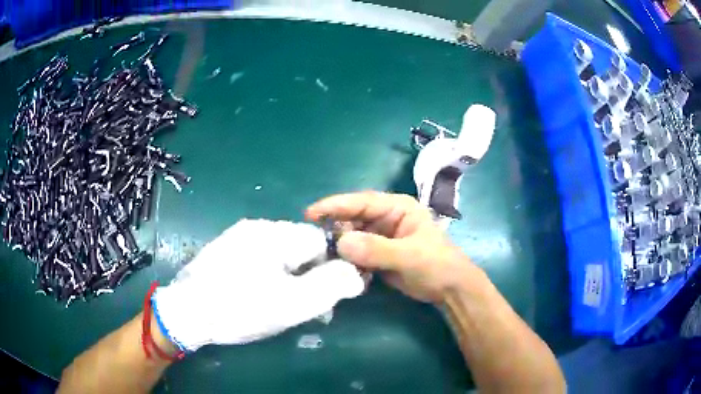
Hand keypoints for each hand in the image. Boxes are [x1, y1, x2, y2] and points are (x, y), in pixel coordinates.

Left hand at [152, 219, 364, 351]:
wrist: (186, 313)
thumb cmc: (240, 309)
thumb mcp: (292, 304)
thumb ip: (330, 286)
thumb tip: (356, 273)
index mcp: (276, 234)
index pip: (322, 241)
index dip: (331, 268)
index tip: (325, 294)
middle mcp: (258, 227)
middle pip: (301, 246)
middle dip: (310, 274)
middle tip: (303, 304)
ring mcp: (238, 237)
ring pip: (281, 253)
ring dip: (290, 276)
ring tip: (281, 303)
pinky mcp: (226, 249)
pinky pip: (260, 257)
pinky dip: (270, 274)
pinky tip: (259, 295)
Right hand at [306, 192, 475, 302]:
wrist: (450, 290)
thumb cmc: (437, 265)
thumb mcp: (410, 255)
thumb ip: (377, 249)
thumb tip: (341, 243)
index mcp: (396, 208)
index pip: (361, 201)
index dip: (335, 205)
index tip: (310, 214)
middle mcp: (386, 218)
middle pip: (352, 218)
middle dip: (334, 230)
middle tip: (314, 243)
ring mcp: (381, 237)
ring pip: (352, 237)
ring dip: (339, 248)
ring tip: (324, 260)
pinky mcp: (378, 255)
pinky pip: (356, 254)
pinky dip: (348, 261)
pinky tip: (342, 271)